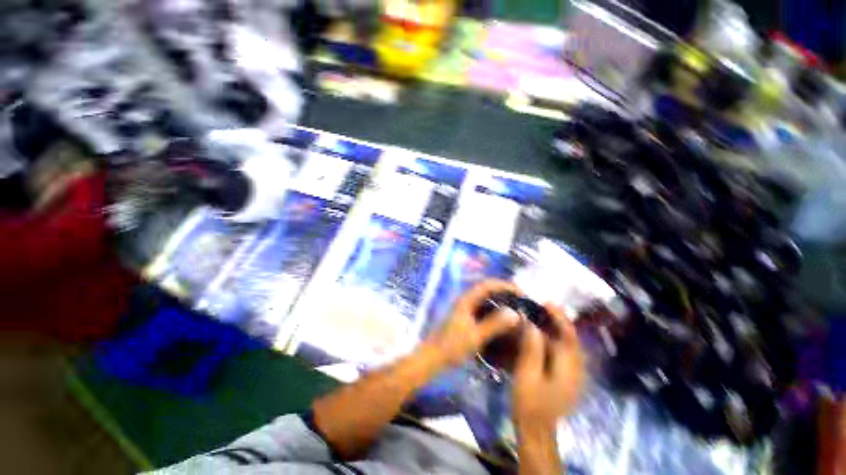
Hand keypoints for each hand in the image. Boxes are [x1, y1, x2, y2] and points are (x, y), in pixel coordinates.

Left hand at [425, 280, 522, 367]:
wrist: (432, 357)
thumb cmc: (451, 346)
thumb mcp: (475, 336)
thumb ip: (494, 324)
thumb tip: (515, 313)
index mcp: (466, 299)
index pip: (488, 284)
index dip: (505, 285)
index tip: (521, 292)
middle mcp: (465, 299)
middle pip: (487, 289)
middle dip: (504, 292)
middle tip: (521, 301)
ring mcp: (463, 308)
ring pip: (484, 299)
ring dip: (499, 300)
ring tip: (515, 309)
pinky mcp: (464, 316)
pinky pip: (482, 308)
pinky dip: (493, 310)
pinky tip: (502, 320)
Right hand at [513, 304, 584, 433]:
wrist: (536, 430)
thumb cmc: (529, 402)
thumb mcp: (527, 374)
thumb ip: (532, 349)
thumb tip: (532, 324)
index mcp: (568, 368)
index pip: (569, 336)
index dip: (559, 317)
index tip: (546, 303)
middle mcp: (576, 369)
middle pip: (571, 338)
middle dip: (558, 320)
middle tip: (540, 307)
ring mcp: (573, 374)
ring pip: (568, 344)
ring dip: (556, 328)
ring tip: (539, 316)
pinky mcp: (567, 377)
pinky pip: (563, 352)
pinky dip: (554, 339)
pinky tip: (541, 335)